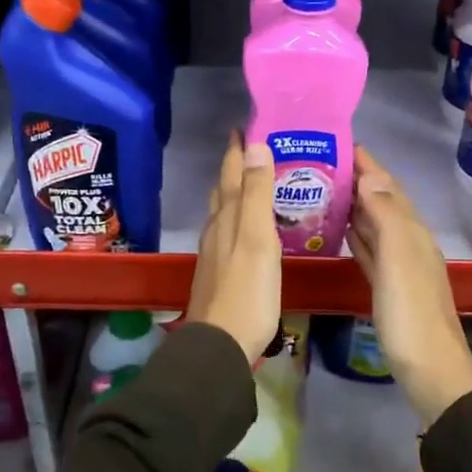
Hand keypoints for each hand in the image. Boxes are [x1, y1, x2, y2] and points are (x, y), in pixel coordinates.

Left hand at [186, 135, 281, 362]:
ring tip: (252, 182)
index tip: (245, 126)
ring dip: (234, 192)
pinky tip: (246, 229)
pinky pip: (228, 233)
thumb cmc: (247, 291)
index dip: (237, 150)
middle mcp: (216, 229)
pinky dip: (237, 218)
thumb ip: (256, 194)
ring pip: (222, 212)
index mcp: (226, 217)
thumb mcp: (257, 238)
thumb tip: (254, 146)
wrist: (221, 344)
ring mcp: (214, 253)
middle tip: (253, 148)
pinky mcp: (219, 273)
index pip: (230, 173)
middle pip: (223, 190)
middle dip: (235, 167)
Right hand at [347, 146, 471, 426]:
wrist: (430, 371)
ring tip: (321, 190)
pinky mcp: (388, 287)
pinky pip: (370, 250)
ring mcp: (400, 266)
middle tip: (318, 164)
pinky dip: (356, 235)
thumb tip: (370, 176)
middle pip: (380, 201)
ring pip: (374, 224)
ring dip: (353, 205)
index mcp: (411, 231)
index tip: (337, 141)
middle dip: (355, 179)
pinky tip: (340, 231)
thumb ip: (385, 216)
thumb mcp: (398, 259)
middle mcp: (408, 242)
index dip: (366, 163)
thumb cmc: (411, 314)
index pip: (386, 186)